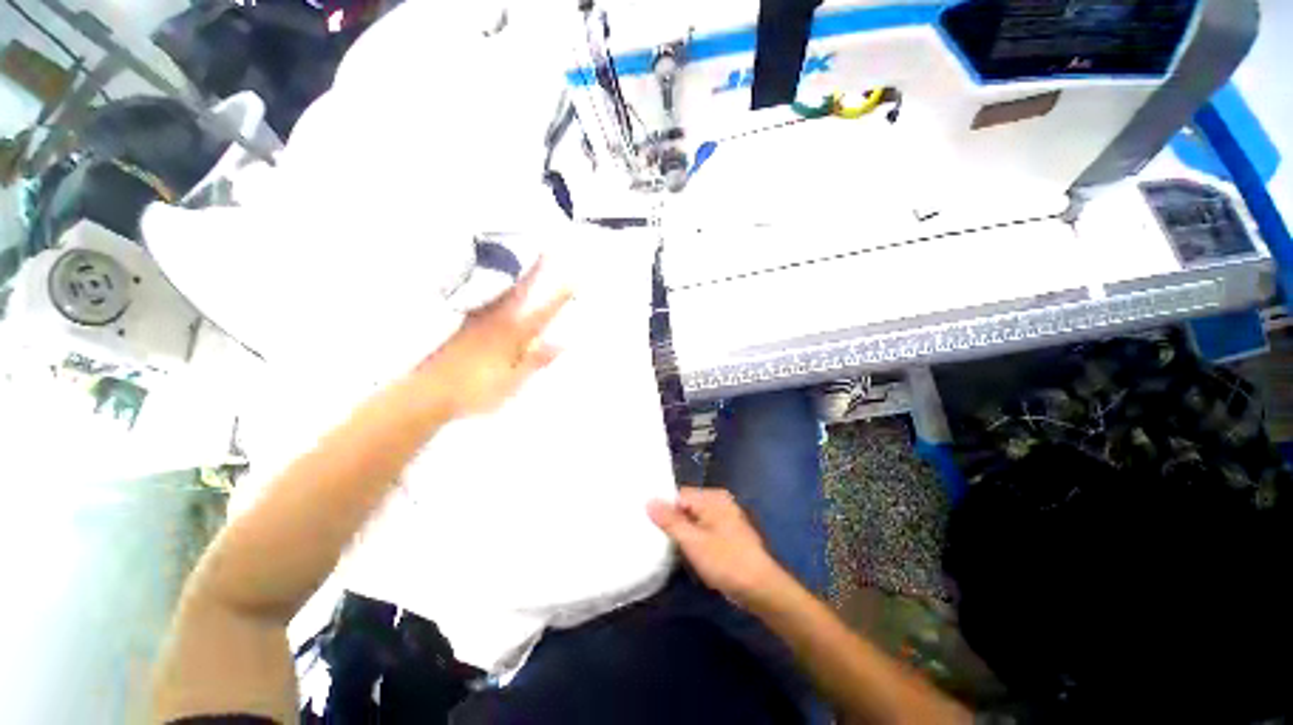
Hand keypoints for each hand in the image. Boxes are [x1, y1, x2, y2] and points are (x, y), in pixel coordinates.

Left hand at [415, 258, 571, 419]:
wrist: (428, 391)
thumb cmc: (476, 389)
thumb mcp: (513, 381)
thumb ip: (536, 359)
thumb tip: (562, 342)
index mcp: (513, 333)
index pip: (544, 309)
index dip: (561, 294)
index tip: (576, 277)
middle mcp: (497, 318)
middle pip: (522, 288)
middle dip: (538, 269)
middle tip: (550, 250)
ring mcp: (480, 318)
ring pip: (506, 290)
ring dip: (521, 275)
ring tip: (532, 261)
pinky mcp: (467, 323)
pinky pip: (493, 298)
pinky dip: (504, 289)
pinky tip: (505, 290)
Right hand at [647, 486, 787, 607]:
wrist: (762, 589)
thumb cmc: (727, 562)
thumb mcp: (693, 541)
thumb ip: (670, 521)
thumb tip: (649, 501)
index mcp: (713, 498)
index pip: (679, 495)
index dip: (664, 509)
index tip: (650, 525)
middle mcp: (719, 503)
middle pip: (686, 507)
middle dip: (673, 523)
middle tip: (657, 538)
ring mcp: (725, 519)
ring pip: (694, 521)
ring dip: (683, 534)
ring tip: (669, 548)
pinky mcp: (727, 535)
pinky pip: (703, 531)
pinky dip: (694, 541)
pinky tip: (687, 555)